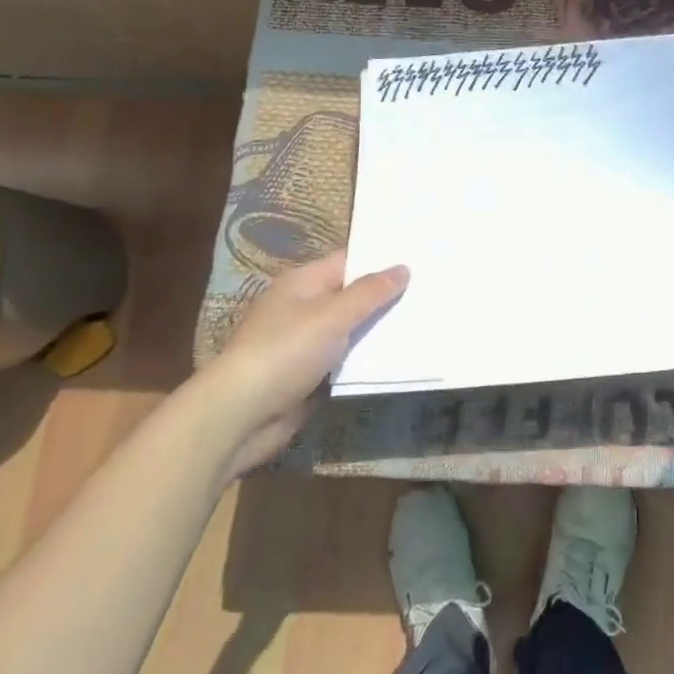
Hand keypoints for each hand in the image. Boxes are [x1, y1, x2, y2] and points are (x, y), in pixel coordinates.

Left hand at [191, 251, 408, 478]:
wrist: (239, 417)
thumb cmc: (284, 352)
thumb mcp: (332, 315)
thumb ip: (370, 292)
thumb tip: (402, 268)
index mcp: (302, 283)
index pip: (349, 260)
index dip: (382, 258)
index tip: (421, 257)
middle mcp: (303, 308)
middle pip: (352, 295)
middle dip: (387, 296)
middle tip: (433, 289)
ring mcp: (305, 344)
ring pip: (352, 330)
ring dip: (380, 330)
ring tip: (427, 321)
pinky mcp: (309, 377)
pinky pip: (346, 361)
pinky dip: (368, 360)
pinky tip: (401, 358)